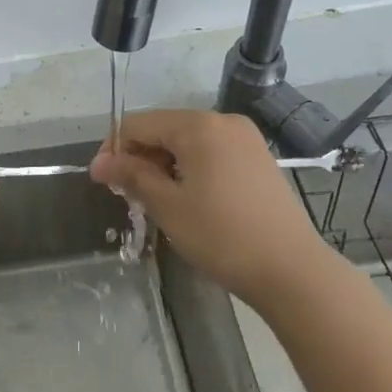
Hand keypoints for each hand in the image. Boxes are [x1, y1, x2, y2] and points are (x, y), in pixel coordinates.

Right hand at [90, 109, 322, 305]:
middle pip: (164, 128)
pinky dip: (190, 167)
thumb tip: (100, 162)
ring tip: (155, 199)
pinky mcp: (258, 158)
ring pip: (188, 141)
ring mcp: (245, 138)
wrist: (292, 270)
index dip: (114, 149)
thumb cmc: (222, 236)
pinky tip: (187, 197)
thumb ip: (132, 176)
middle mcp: (222, 121)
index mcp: (198, 126)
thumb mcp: (168, 206)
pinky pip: (211, 151)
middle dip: (140, 157)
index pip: (139, 124)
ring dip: (164, 164)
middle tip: (127, 195)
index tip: (101, 181)